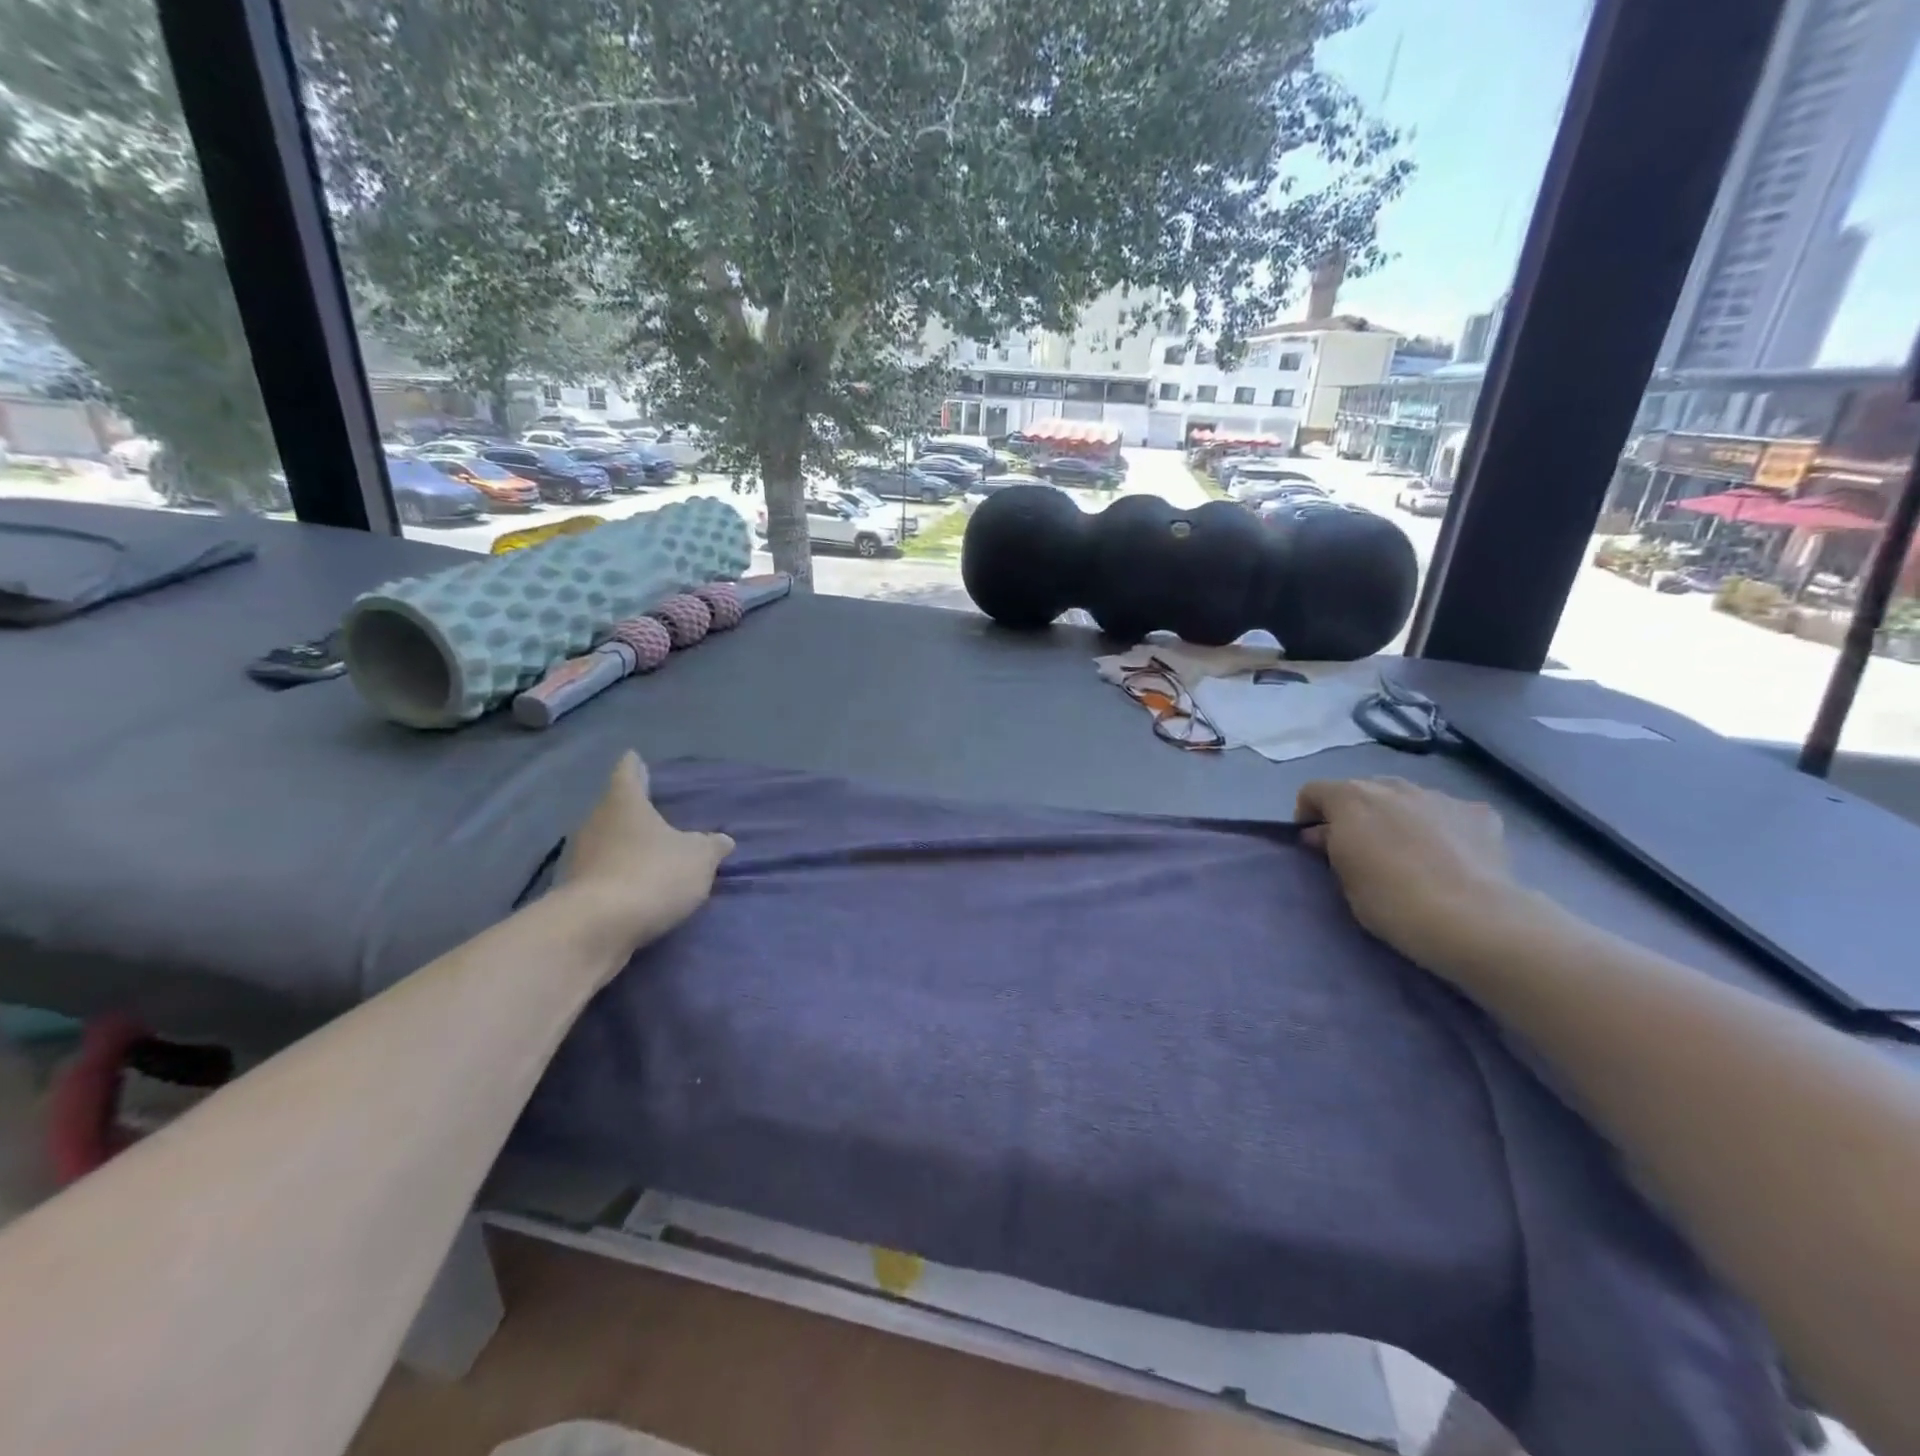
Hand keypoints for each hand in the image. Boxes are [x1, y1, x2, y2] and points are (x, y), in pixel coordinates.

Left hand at [560, 752, 734, 958]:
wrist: (595, 929)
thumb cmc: (652, 874)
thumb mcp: (699, 859)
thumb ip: (711, 846)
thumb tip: (722, 840)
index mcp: (624, 802)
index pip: (628, 772)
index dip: (635, 765)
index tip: (636, 759)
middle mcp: (595, 822)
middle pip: (614, 808)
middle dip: (633, 811)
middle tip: (656, 812)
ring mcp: (579, 858)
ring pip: (606, 841)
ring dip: (624, 846)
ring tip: (650, 853)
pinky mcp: (573, 892)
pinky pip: (601, 874)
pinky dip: (617, 876)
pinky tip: (636, 886)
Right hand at [1295, 777, 1528, 977]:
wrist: (1472, 919)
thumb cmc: (1391, 901)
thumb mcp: (1344, 879)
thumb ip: (1331, 847)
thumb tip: (1323, 835)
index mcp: (1350, 799)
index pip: (1313, 791)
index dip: (1308, 815)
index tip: (1315, 845)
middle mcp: (1392, 787)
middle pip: (1363, 790)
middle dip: (1357, 814)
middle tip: (1362, 850)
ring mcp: (1438, 796)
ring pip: (1406, 799)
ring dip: (1398, 817)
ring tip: (1410, 853)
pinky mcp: (1479, 813)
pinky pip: (1448, 813)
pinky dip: (1442, 827)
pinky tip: (1451, 856)